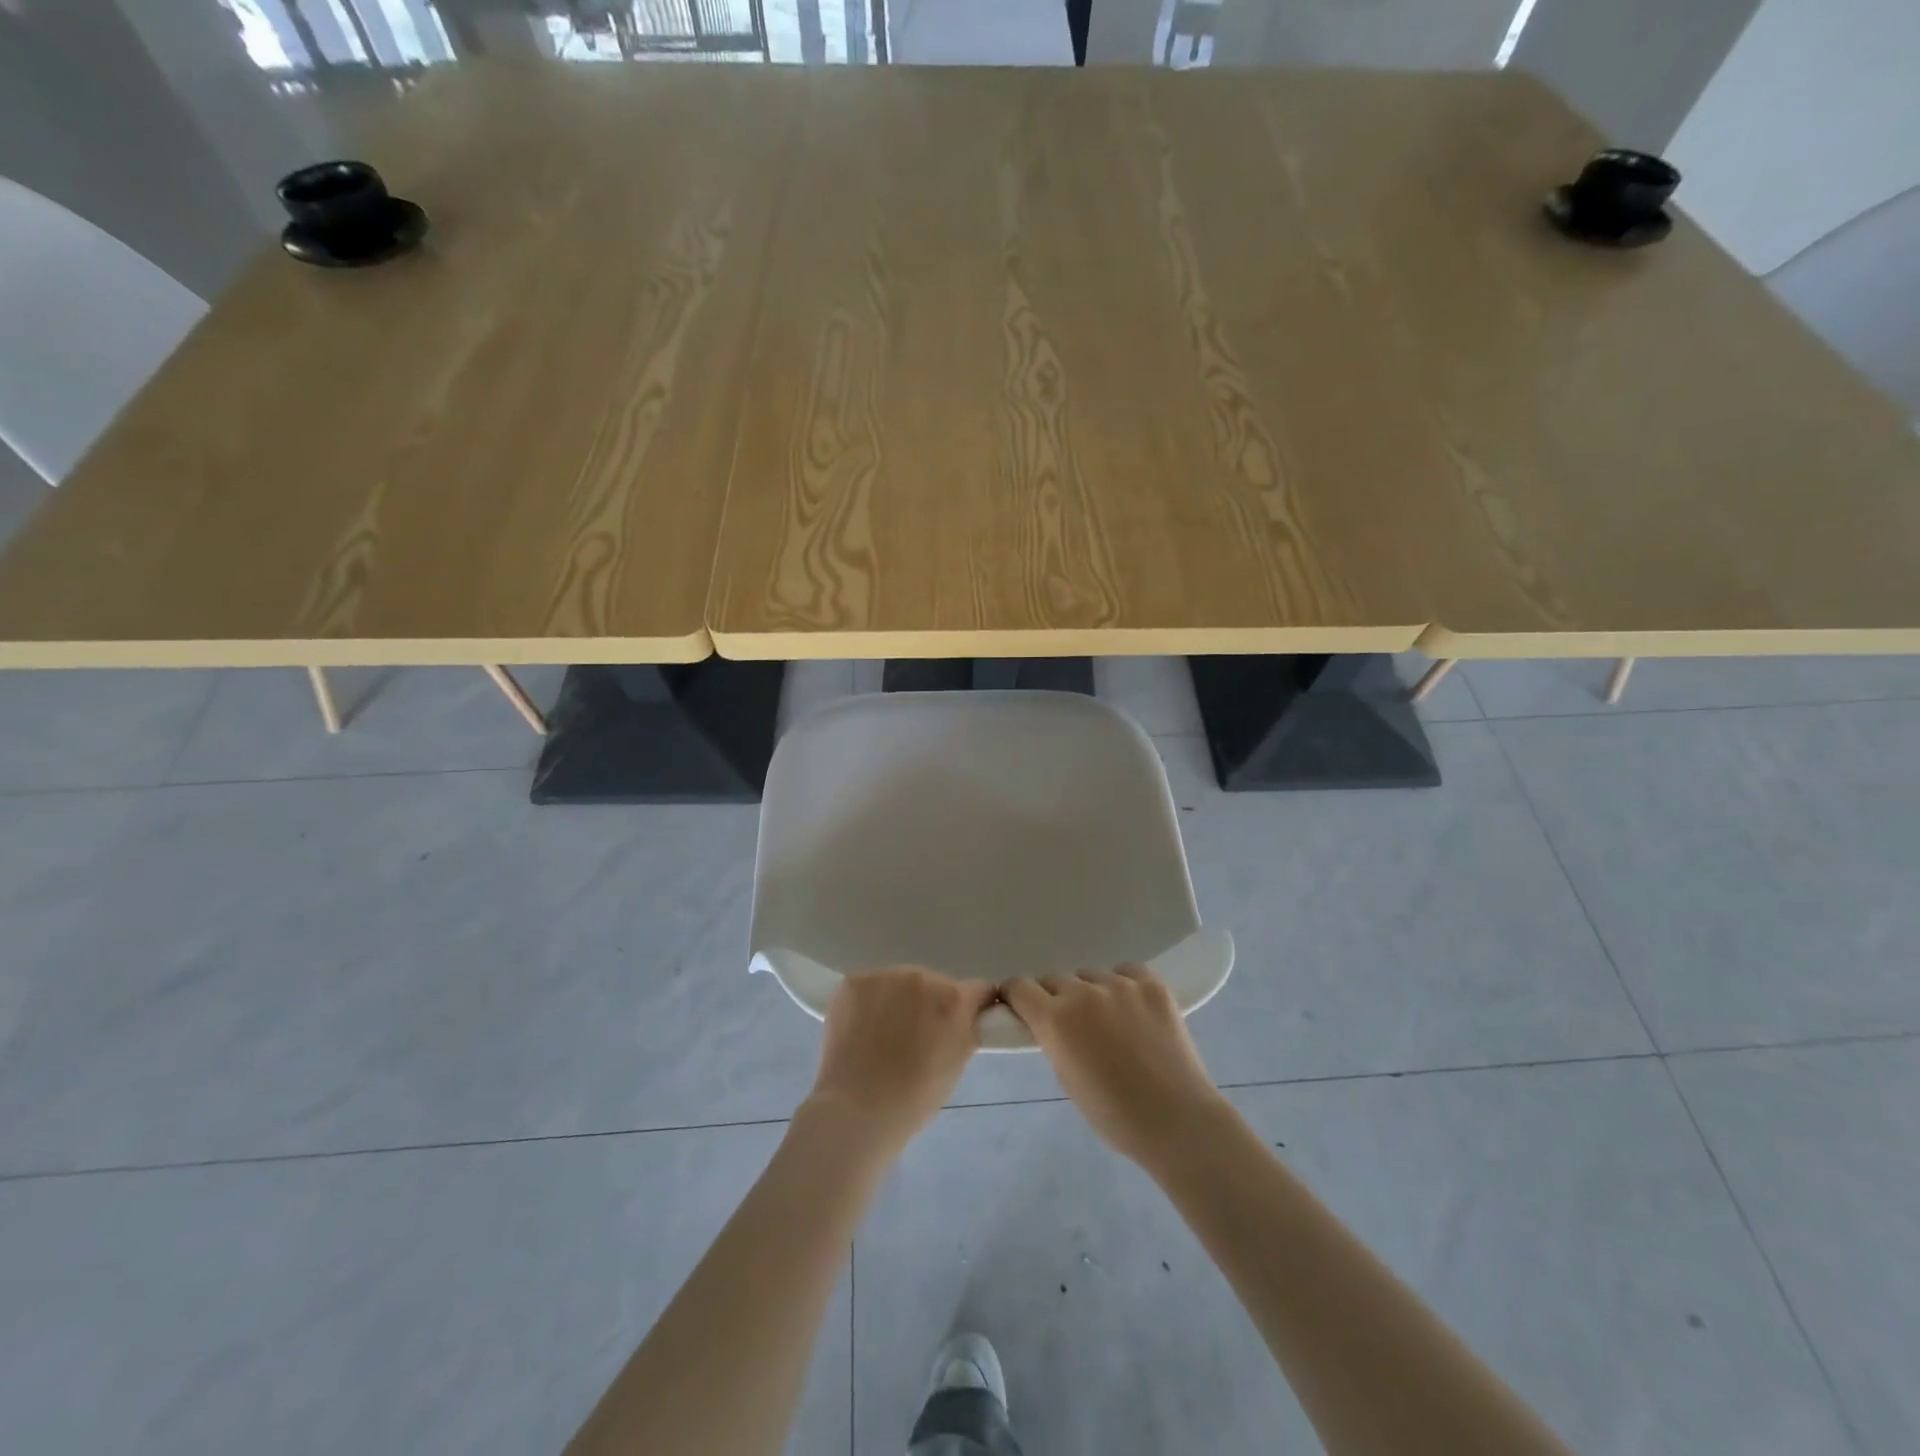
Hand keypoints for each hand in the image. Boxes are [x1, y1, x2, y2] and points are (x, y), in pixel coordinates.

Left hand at [802, 967, 997, 1156]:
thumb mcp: (956, 1064)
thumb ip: (966, 1030)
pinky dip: (870, 1003)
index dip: (973, 1006)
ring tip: (884, 1034)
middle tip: (917, 1037)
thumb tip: (969, 1016)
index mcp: (953, 999)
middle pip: (935, 984)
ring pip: (901, 983)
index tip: (964, 1021)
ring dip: (899, 1000)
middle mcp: (922, 977)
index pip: (977, 989)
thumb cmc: (913, 1098)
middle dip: (930, 1005)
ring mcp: (884, 976)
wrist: (855, 1110)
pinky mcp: (853, 982)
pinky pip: (871, 987)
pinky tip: (861, 1029)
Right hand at [1002, 966, 1230, 1169]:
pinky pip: (1126, 971)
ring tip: (1109, 1020)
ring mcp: (1120, 984)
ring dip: (1090, 992)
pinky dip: (1123, 985)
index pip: (1019, 987)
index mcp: (1055, 1019)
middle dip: (1055, 997)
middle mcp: (1083, 993)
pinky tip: (1133, 1009)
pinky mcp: (1151, 984)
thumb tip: (1046, 1021)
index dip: (1017, 996)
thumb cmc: (1114, 1115)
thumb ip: (1051, 1039)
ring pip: (1090, 975)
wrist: (1177, 1120)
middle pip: (1054, 979)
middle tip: (1070, 1023)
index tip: (1022, 1008)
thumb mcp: (1065, 1077)